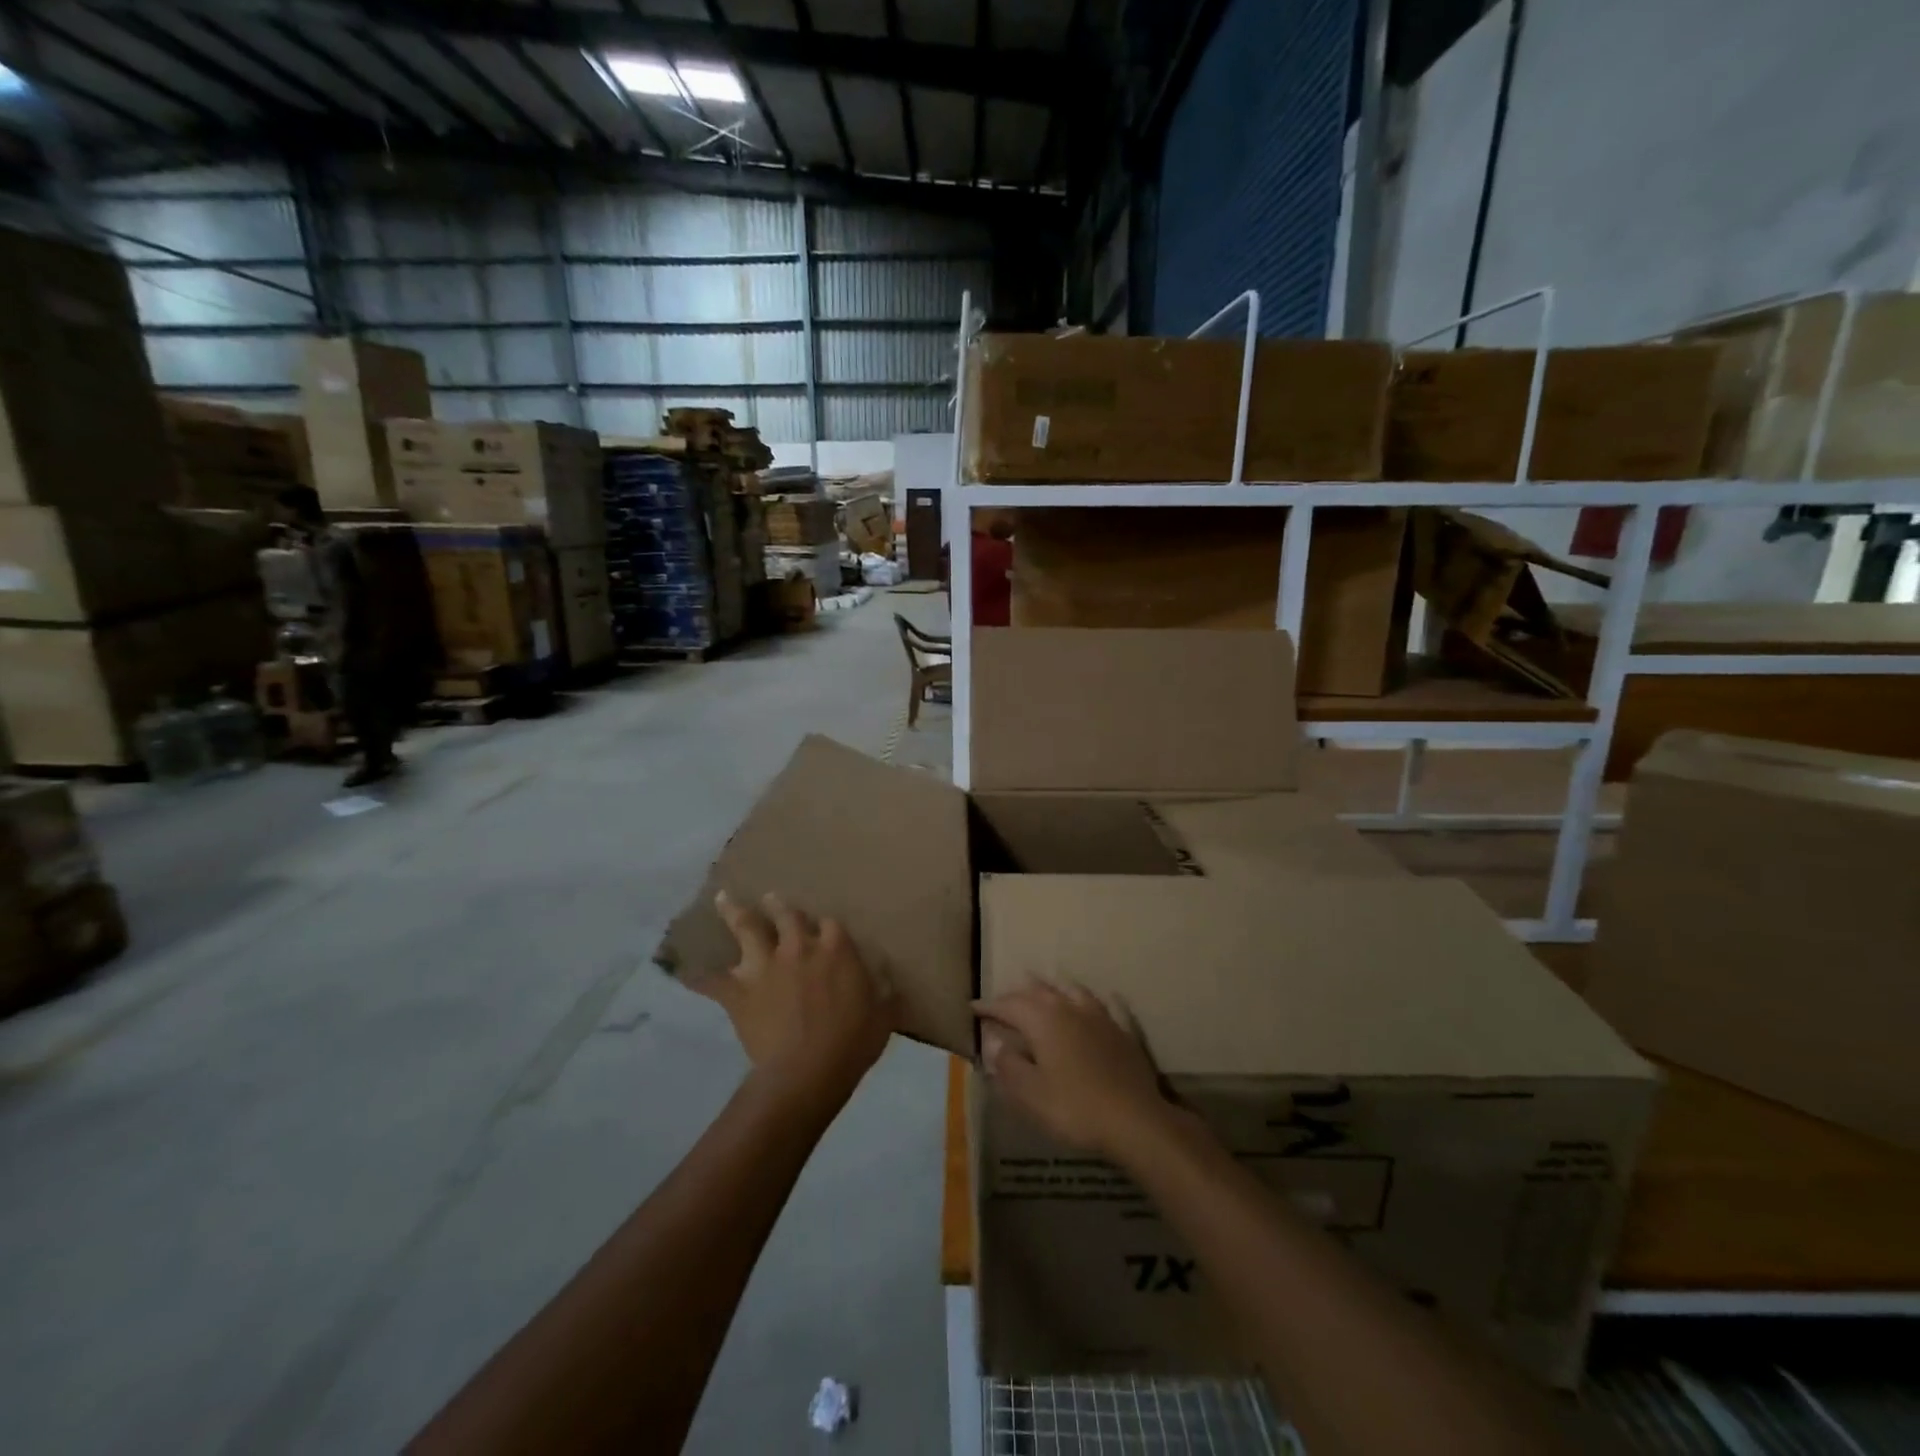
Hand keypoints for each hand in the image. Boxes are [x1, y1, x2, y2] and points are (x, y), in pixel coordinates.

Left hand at [707, 890, 895, 1108]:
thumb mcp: (883, 1015)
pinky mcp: (739, 991)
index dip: (826, 925)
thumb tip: (889, 980)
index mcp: (835, 949)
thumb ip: (885, 991)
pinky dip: (699, 978)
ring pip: (746, 929)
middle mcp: (798, 946)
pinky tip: (685, 972)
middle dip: (779, 905)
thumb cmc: (851, 1043)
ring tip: (725, 899)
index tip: (825, 928)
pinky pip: (712, 982)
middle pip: (786, 914)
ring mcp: (764, 966)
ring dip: (734, 912)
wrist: (806, 1072)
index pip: (831, 924)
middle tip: (772, 898)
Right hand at [974, 981, 1193, 1159]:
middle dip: (1017, 994)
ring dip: (1052, 988)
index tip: (973, 1008)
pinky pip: (1106, 1004)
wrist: (1134, 1119)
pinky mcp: (1122, 1029)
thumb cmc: (1074, 1108)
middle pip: (1038, 991)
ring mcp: (1099, 1015)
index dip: (989, 1006)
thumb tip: (995, 1043)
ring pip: (1071, 990)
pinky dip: (1095, 1000)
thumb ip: (1009, 1066)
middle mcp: (1069, 1007)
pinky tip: (1098, 1000)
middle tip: (1003, 1002)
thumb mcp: (1030, 1094)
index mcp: (1042, 1019)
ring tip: (1042, 989)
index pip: (1009, 1005)